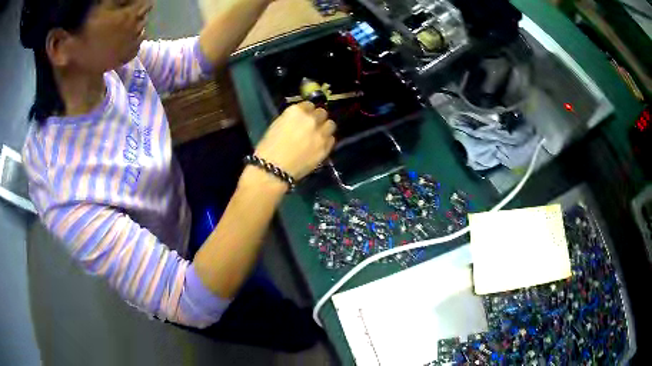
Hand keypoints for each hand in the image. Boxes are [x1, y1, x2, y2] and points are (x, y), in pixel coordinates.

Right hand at [255, 102, 335, 179]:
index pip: (309, 104)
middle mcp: (311, 119)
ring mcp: (321, 133)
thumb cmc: (268, 147)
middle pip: (322, 113)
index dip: (307, 111)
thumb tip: (300, 120)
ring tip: (319, 135)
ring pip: (330, 125)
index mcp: (296, 111)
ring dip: (325, 128)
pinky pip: (331, 139)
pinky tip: (320, 146)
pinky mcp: (326, 148)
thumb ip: (292, 119)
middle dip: (317, 118)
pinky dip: (327, 140)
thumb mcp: (278, 124)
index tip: (304, 117)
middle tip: (312, 126)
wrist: (273, 169)